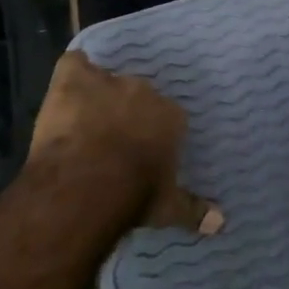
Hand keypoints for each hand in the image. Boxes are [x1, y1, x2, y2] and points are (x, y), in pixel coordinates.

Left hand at [28, 51, 221, 233]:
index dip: (153, 132)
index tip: (144, 150)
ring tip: (87, 118)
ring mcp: (108, 83)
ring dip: (98, 96)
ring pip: (105, 81)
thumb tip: (221, 224)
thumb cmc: (133, 195)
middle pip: (137, 96)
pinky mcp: (74, 80)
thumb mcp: (167, 208)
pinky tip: (67, 85)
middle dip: (127, 113)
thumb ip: (194, 210)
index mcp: (170, 117)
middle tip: (113, 138)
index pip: (168, 117)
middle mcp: (144, 92)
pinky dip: (71, 71)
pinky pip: (74, 65)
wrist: (86, 185)